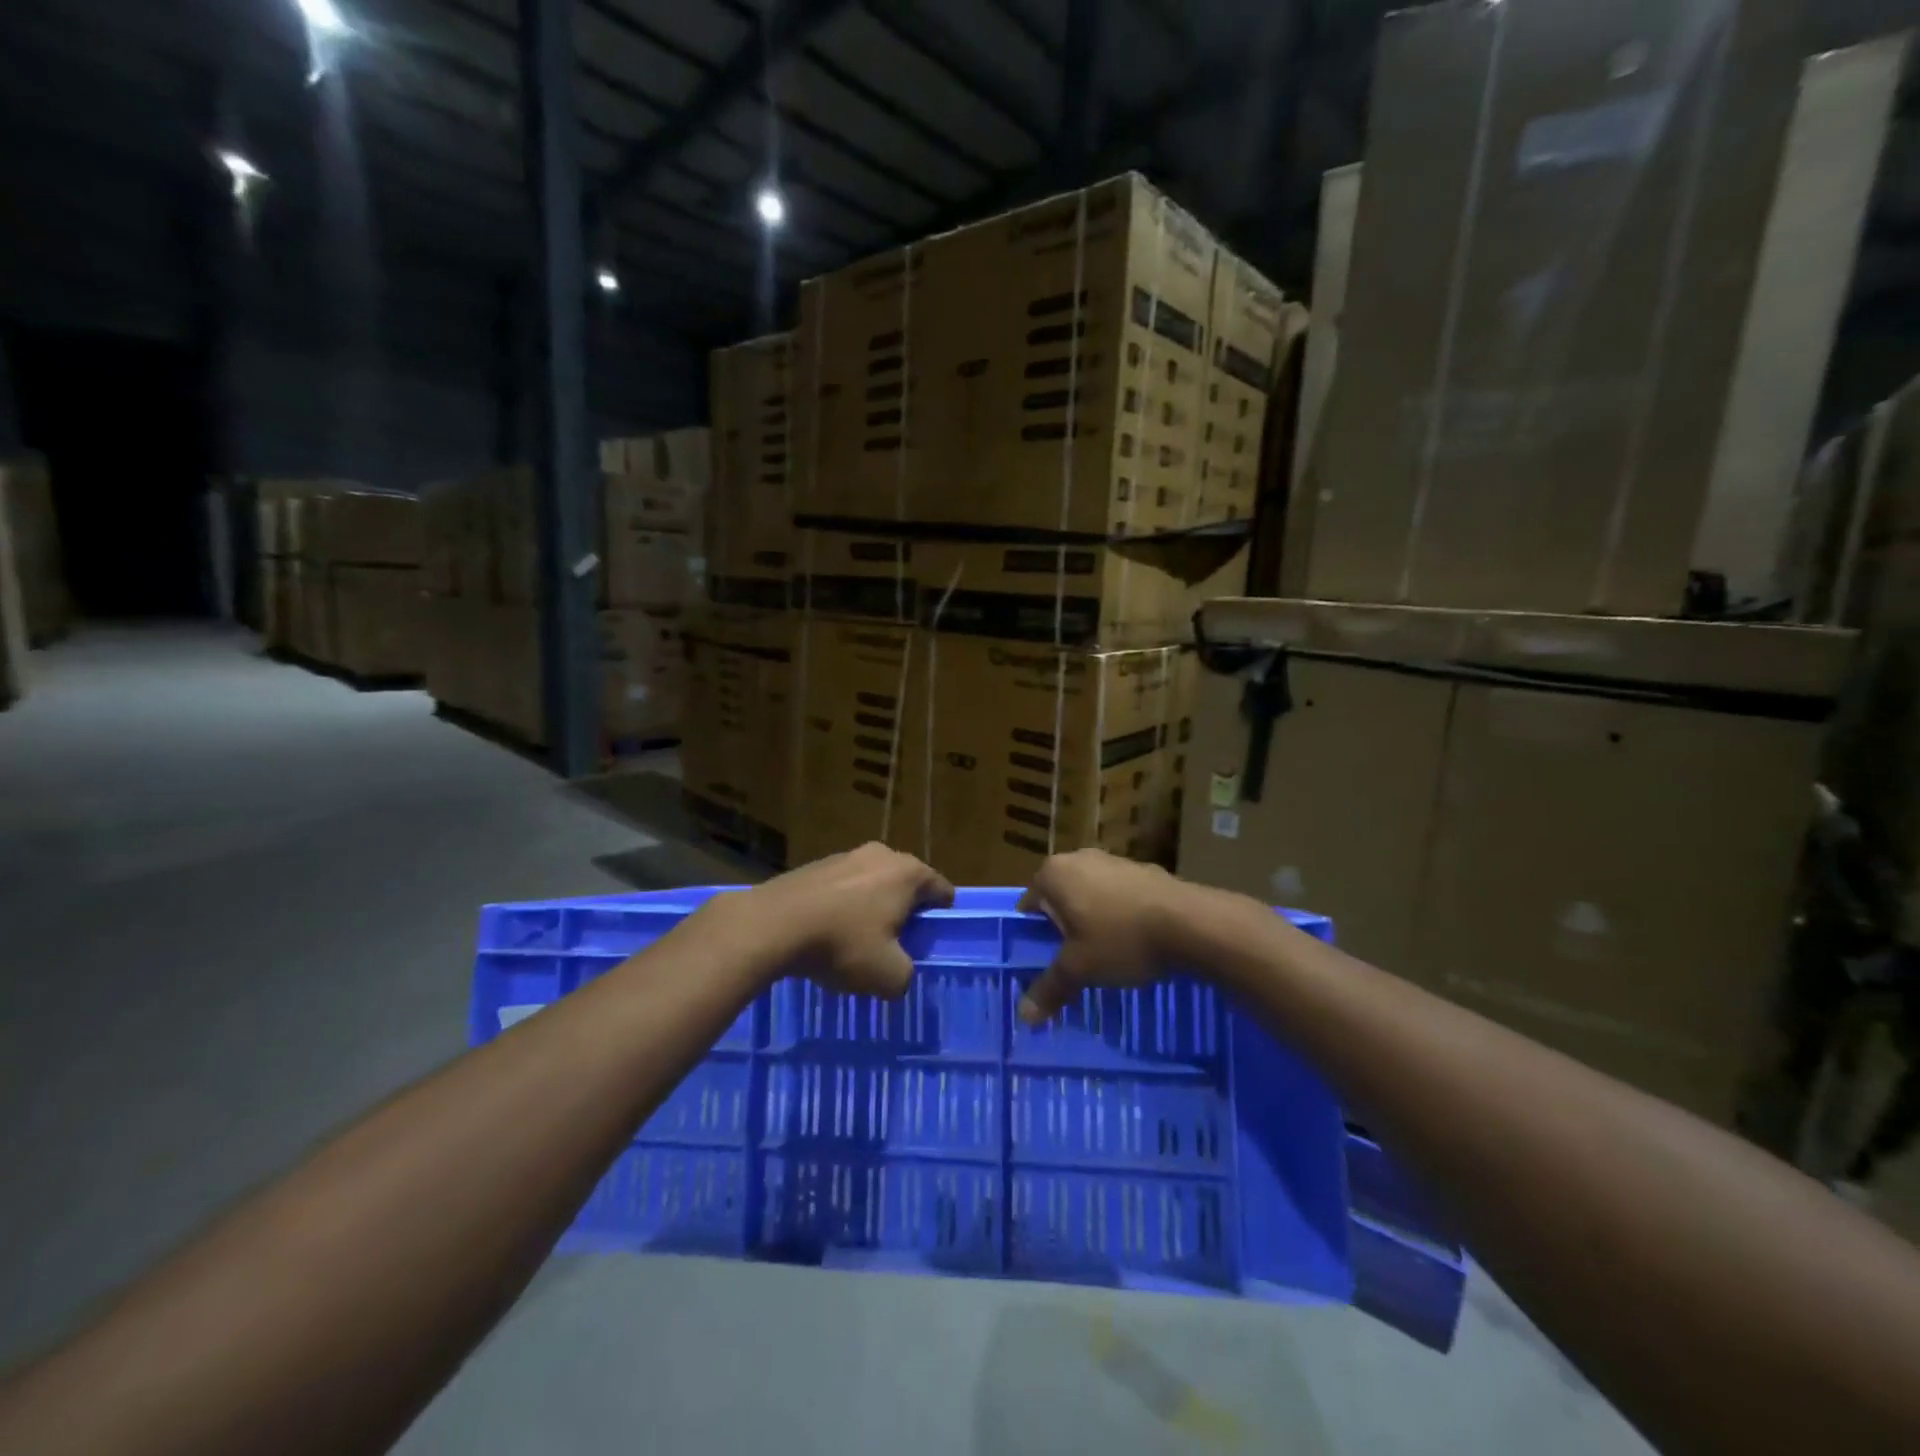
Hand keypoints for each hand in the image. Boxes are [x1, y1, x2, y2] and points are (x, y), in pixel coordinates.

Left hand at [731, 843, 954, 997]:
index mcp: (908, 873)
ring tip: (856, 944)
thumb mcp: (888, 976)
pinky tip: (827, 935)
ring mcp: (846, 856)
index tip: (930, 942)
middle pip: (906, 885)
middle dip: (904, 913)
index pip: (941, 890)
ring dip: (871, 910)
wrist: (772, 925)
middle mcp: (881, 855)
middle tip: (895, 946)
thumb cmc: (841, 944)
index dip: (941, 918)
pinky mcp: (816, 865)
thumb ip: (906, 976)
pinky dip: (843, 908)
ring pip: (872, 885)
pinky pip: (843, 888)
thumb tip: (900, 974)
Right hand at [1016, 850, 1191, 1023]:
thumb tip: (1025, 1016)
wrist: (1190, 923)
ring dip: (1092, 920)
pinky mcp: (1143, 869)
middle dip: (1063, 928)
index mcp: (1053, 874)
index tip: (1042, 961)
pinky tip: (1132, 942)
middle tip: (1070, 961)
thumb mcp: (1079, 970)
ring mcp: (1113, 860)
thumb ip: (1050, 989)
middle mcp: (1079, 858)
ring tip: (1103, 955)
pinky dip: (1119, 915)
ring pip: (1090, 895)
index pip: (1028, 905)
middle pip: (1060, 898)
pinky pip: (1119, 896)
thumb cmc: (1121, 939)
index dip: (1032, 936)